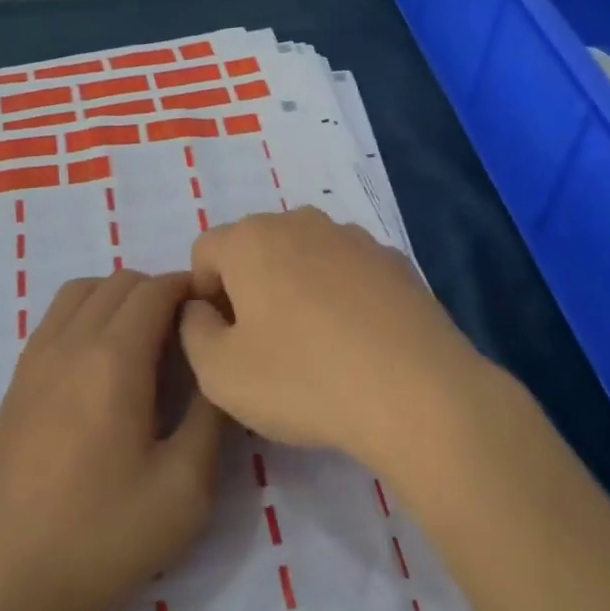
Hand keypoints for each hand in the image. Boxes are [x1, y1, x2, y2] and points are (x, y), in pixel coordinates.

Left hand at [0, 270, 224, 610]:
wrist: (5, 596)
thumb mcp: (187, 485)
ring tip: (147, 345)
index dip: (193, 289)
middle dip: (162, 292)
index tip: (218, 315)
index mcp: (112, 359)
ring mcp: (33, 362)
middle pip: (120, 282)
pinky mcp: (14, 387)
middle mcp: (68, 344)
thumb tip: (219, 364)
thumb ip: (212, 412)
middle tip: (190, 337)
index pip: (157, 289)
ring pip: (81, 292)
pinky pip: (55, 320)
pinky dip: (88, 316)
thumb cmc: (104, 540)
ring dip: (120, 299)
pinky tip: (105, 369)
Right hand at [178, 208, 490, 470]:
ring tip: (316, 346)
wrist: (416, 389)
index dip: (205, 296)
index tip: (224, 340)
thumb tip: (202, 309)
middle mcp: (302, 221)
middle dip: (251, 288)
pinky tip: (358, 343)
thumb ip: (193, 331)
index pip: (206, 251)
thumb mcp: (219, 373)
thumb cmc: (303, 378)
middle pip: (258, 249)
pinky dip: (342, 296)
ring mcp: (355, 237)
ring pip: (306, 257)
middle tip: (265, 346)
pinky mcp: (395, 260)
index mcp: (252, 238)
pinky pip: (349, 272)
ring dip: (298, 289)